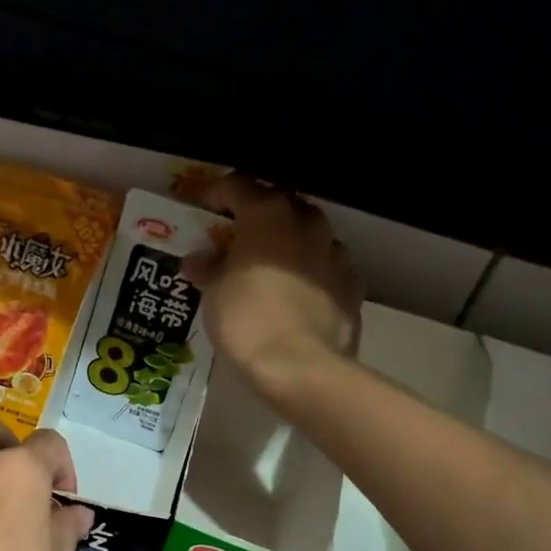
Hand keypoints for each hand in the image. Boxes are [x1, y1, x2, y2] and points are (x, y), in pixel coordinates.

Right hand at [183, 174, 362, 399]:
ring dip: (290, 242)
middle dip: (259, 215)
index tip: (206, 209)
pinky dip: (313, 271)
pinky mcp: (353, 284)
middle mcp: (306, 223)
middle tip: (239, 236)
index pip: (239, 186)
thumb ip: (207, 269)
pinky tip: (300, 291)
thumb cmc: (246, 319)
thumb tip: (198, 260)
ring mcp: (335, 253)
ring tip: (273, 265)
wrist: (299, 365)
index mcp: (267, 214)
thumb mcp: (213, 294)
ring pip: (310, 234)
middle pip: (280, 204)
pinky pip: (328, 266)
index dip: (218, 194)